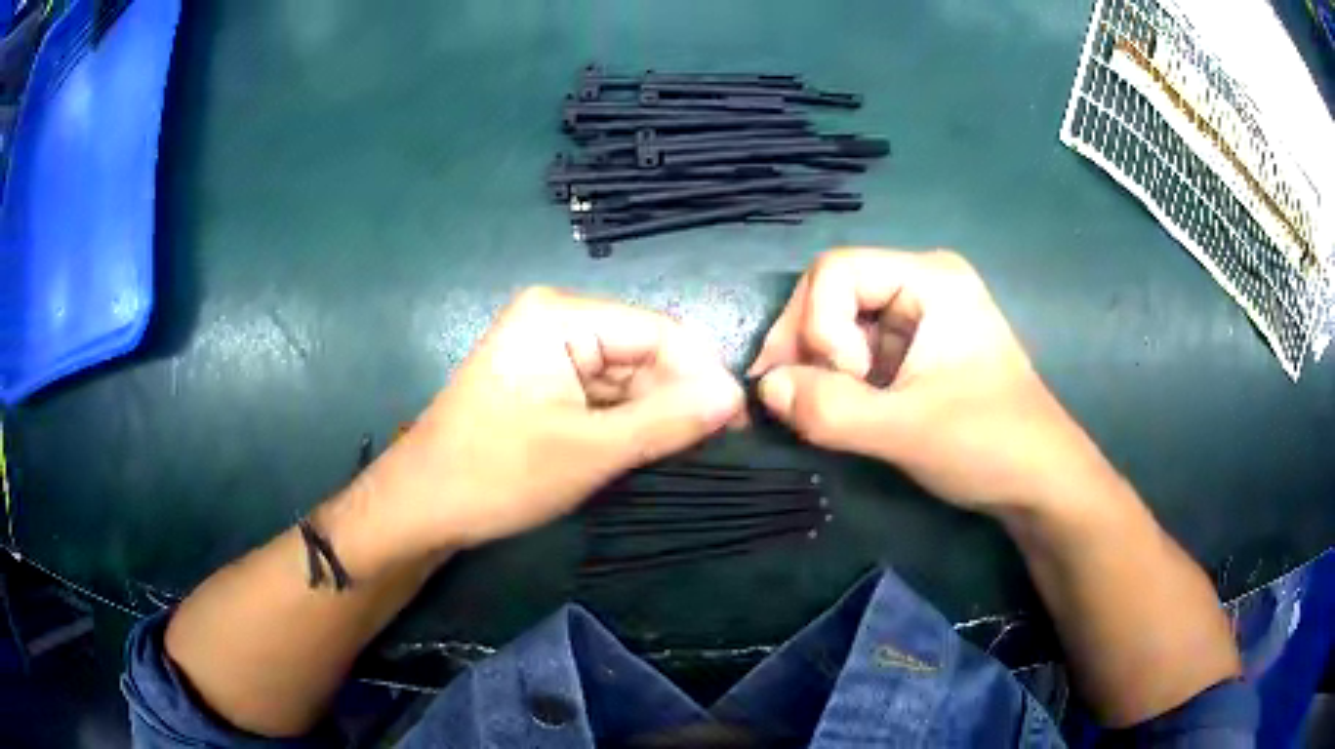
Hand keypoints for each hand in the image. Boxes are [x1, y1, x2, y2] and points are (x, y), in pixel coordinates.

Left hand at [338, 288, 743, 567]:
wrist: (421, 507)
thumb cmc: (496, 474)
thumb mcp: (589, 451)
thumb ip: (666, 421)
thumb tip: (735, 396)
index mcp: (559, 315)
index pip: (657, 331)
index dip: (703, 373)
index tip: (740, 421)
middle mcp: (556, 320)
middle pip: (642, 352)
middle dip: (679, 397)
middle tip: (717, 447)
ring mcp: (548, 352)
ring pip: (627, 377)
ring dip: (655, 414)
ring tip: (688, 454)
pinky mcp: (545, 383)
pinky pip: (603, 395)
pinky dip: (628, 423)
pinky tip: (648, 450)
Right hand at [749, 248, 1110, 513]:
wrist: (1038, 481)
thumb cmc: (988, 443)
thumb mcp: (907, 430)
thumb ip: (830, 409)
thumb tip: (763, 390)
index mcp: (930, 277)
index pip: (836, 272)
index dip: (819, 326)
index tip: (845, 383)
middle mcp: (920, 282)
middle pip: (830, 292)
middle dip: (807, 345)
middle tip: (796, 401)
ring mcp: (917, 315)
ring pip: (837, 323)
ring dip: (816, 367)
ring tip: (817, 412)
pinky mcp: (913, 350)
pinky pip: (854, 349)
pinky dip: (834, 380)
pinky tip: (836, 410)